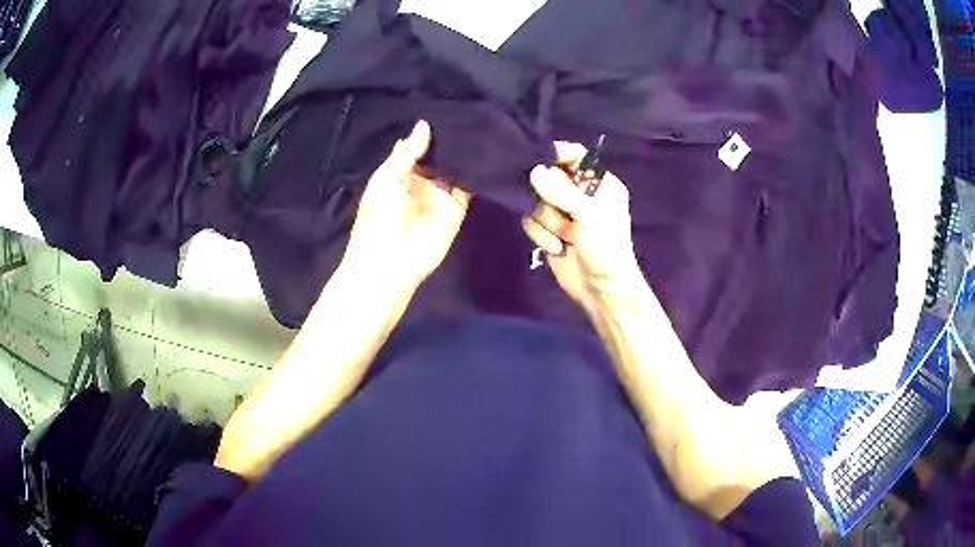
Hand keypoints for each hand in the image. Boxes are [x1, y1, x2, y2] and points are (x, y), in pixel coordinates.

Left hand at [341, 120, 471, 290]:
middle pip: (439, 157)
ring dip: (465, 154)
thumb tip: (425, 124)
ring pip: (456, 170)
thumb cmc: (378, 219)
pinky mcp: (457, 211)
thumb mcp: (386, 179)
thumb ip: (407, 152)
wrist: (389, 263)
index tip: (446, 108)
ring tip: (483, 124)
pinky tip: (487, 151)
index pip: (418, 148)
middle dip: (451, 140)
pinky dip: (477, 174)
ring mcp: (440, 197)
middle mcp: (422, 183)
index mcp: (399, 175)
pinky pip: (469, 189)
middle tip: (470, 111)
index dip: (428, 132)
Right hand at [521, 142, 643, 314]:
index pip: (575, 156)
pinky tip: (556, 248)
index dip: (557, 155)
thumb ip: (561, 190)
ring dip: (547, 222)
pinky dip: (540, 235)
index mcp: (599, 183)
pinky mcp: (548, 230)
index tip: (539, 161)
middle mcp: (579, 193)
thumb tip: (534, 171)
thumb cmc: (605, 247)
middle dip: (550, 199)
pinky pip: (530, 220)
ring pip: (536, 201)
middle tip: (562, 214)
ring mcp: (562, 212)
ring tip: (565, 237)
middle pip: (548, 177)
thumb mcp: (589, 214)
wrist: (601, 289)